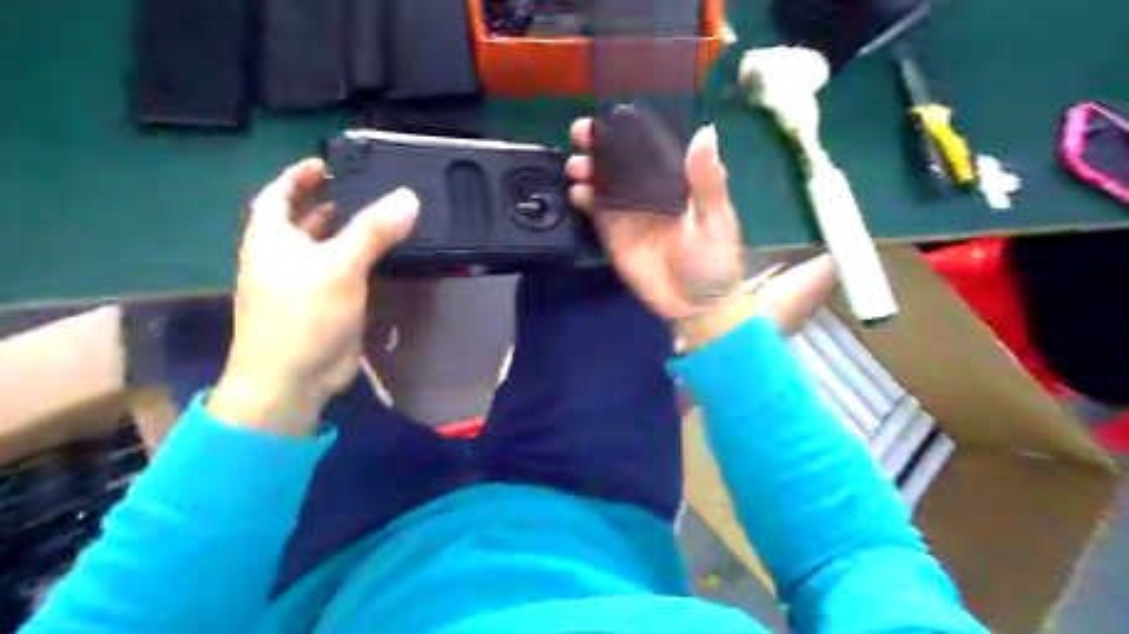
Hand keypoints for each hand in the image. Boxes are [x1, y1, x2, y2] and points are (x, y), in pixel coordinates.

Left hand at [205, 159, 418, 434]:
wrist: (291, 380)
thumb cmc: (303, 316)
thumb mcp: (339, 266)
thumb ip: (373, 231)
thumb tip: (408, 197)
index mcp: (270, 240)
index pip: (278, 196)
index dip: (298, 177)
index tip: (326, 164)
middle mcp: (282, 259)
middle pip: (302, 222)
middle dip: (328, 203)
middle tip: (365, 189)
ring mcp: (303, 285)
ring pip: (325, 250)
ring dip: (347, 234)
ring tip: (381, 218)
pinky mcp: (324, 308)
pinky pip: (343, 275)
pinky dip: (359, 263)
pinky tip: (384, 259)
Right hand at [570, 120, 746, 321]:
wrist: (696, 306)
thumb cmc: (714, 261)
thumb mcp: (716, 220)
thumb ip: (707, 181)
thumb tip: (705, 132)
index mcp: (677, 181)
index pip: (651, 146)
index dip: (631, 128)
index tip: (612, 115)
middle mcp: (649, 191)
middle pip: (620, 160)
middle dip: (600, 144)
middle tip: (581, 132)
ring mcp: (629, 212)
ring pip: (603, 182)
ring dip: (587, 169)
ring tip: (577, 167)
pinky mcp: (613, 235)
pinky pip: (595, 212)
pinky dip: (584, 200)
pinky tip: (578, 193)